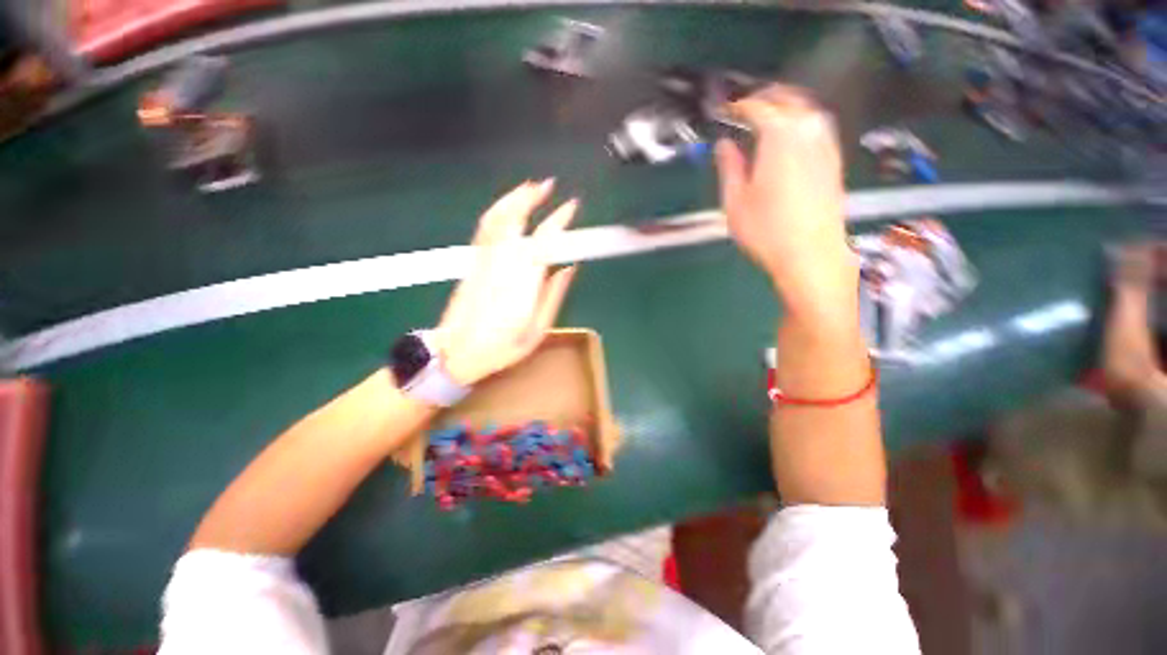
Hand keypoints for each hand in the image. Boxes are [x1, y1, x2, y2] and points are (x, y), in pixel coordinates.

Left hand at [437, 180, 577, 385]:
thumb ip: (553, 297)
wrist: (455, 352)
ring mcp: (483, 261)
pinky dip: (497, 211)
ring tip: (530, 187)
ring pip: (497, 220)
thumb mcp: (536, 331)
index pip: (542, 242)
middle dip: (533, 198)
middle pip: (515, 221)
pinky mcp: (472, 262)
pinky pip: (484, 229)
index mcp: (522, 286)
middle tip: (550, 185)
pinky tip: (507, 205)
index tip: (571, 206)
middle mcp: (501, 266)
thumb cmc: (500, 348)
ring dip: (513, 199)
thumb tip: (568, 268)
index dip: (558, 221)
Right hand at [715, 84, 858, 322]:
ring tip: (767, 119)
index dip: (738, 105)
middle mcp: (807, 130)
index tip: (725, 111)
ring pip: (806, 109)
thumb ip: (729, 167)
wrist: (810, 253)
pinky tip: (790, 139)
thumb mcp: (735, 201)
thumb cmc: (766, 230)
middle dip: (764, 98)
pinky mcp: (835, 160)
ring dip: (785, 107)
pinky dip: (801, 123)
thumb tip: (724, 146)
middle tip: (745, 109)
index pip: (757, 106)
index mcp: (779, 136)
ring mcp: (826, 144)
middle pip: (787, 98)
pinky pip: (817, 127)